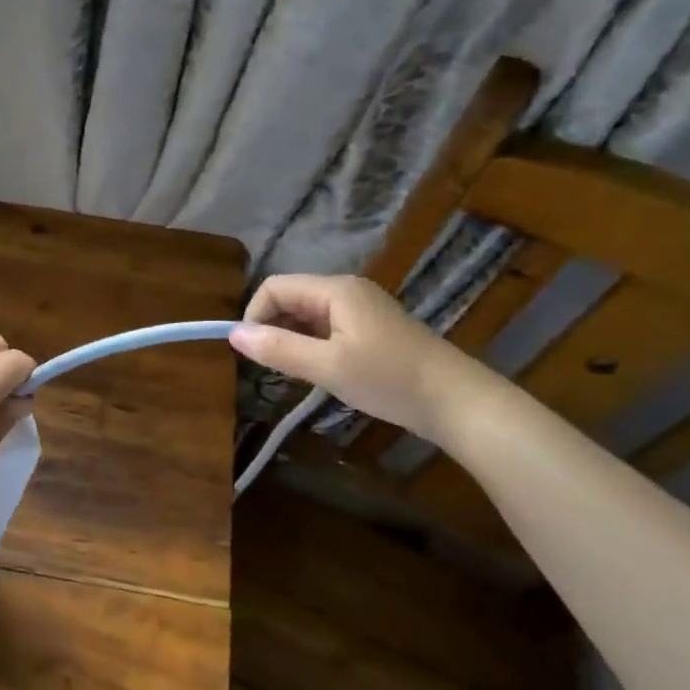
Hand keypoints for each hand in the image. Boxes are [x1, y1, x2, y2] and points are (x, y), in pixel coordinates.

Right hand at [228, 274, 476, 443]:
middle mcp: (346, 291)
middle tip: (270, 368)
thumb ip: (279, 349)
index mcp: (335, 290)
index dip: (254, 315)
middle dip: (271, 328)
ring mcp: (361, 309)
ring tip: (292, 373)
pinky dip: (311, 345)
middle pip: (290, 298)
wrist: (456, 401)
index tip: (251, 353)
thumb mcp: (327, 367)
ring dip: (291, 339)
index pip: (274, 287)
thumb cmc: (389, 380)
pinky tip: (318, 371)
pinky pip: (326, 327)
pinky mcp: (370, 328)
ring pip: (307, 315)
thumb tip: (232, 334)